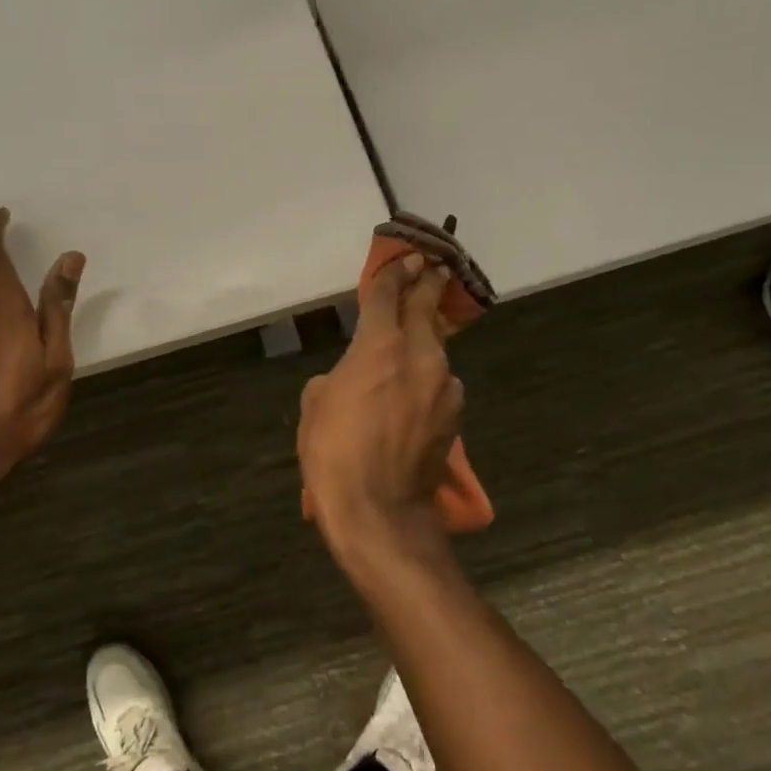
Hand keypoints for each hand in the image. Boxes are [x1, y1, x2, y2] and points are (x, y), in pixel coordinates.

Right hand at [298, 254, 464, 553]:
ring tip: (414, 342)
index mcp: (380, 346)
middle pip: (426, 309)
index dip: (394, 273)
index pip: (387, 295)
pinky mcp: (455, 416)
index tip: (405, 258)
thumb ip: (337, 377)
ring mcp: (444, 386)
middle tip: (433, 266)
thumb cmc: (333, 452)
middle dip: (427, 284)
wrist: (379, 511)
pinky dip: (428, 377)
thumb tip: (350, 378)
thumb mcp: (315, 404)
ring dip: (425, 340)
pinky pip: (440, 382)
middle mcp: (421, 356)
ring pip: (436, 349)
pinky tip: (414, 393)